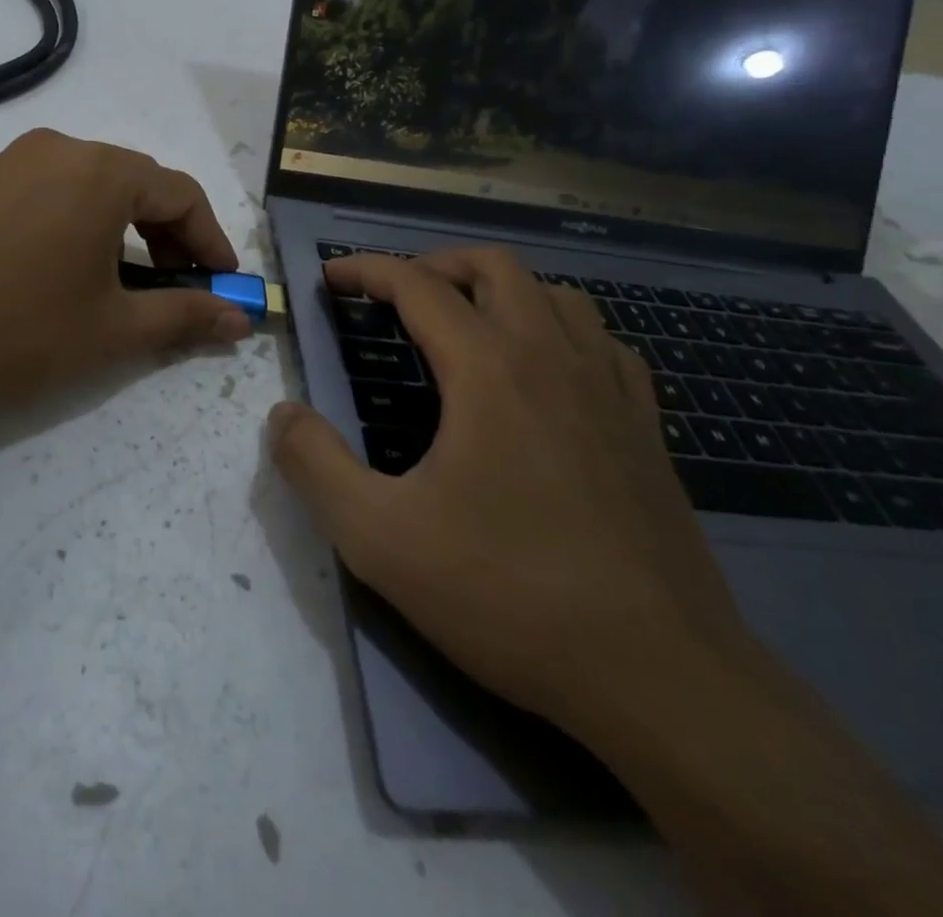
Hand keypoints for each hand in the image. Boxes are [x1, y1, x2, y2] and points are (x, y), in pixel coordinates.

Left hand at [0, 130, 250, 419]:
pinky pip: (26, 194)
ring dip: (107, 226)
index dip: (210, 238)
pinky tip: (34, 269)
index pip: (180, 193)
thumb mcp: (111, 331)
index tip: (221, 279)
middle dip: (161, 232)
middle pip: (129, 182)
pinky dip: (54, 223)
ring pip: (75, 185)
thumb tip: (241, 318)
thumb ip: (185, 316)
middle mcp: (51, 150)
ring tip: (103, 277)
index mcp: (99, 173)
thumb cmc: (15, 331)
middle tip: (169, 282)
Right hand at [268, 248, 750, 735]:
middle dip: (435, 264)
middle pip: (494, 267)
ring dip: (500, 290)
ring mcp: (610, 390)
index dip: (367, 270)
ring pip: (555, 295)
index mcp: (489, 369)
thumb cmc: (509, 595)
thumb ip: (315, 466)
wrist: (661, 679)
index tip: (333, 277)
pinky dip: (560, 330)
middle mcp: (552, 358)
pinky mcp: (647, 428)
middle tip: (396, 295)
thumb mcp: (379, 538)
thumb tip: (281, 415)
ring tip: (465, 323)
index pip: (418, 285)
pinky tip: (545, 371)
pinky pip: (602, 342)